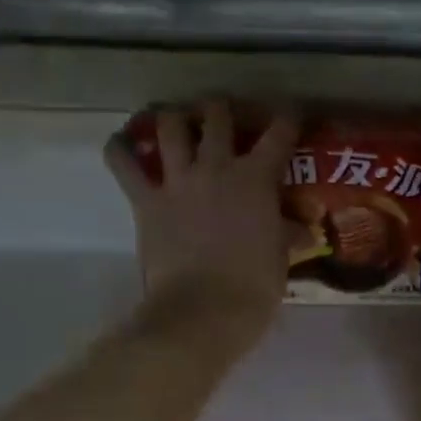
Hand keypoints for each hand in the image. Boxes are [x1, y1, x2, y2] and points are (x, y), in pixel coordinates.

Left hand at [105, 99, 299, 350]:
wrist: (204, 311)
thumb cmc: (253, 288)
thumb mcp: (279, 258)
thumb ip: (286, 234)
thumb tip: (301, 229)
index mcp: (256, 179)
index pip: (279, 134)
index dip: (288, 118)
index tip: (291, 113)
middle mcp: (216, 168)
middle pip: (216, 116)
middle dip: (221, 108)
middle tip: (224, 113)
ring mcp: (177, 181)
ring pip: (170, 127)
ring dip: (174, 118)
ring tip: (176, 120)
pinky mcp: (146, 201)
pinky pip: (123, 164)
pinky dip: (119, 149)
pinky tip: (121, 144)